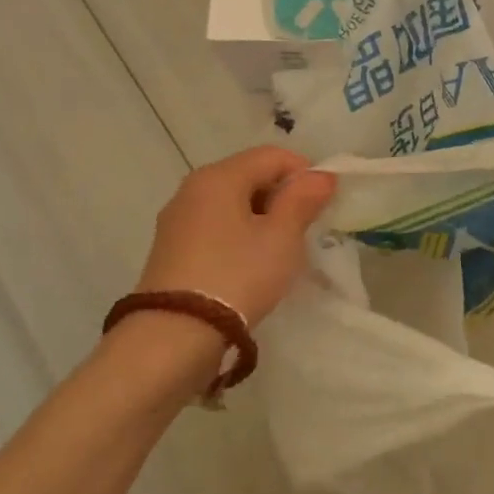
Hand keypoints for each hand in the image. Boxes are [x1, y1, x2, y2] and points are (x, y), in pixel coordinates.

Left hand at [135, 146, 336, 324]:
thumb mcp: (282, 238)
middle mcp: (192, 188)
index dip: (304, 173)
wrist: (173, 337)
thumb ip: (303, 200)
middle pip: (249, 176)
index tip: (323, 204)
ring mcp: (177, 220)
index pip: (272, 156)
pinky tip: (250, 266)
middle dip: (282, 196)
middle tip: (304, 231)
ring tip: (279, 252)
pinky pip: (215, 227)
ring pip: (232, 204)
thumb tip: (321, 176)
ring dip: (261, 219)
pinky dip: (238, 236)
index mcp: (219, 176)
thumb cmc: (237, 276)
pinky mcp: (170, 249)